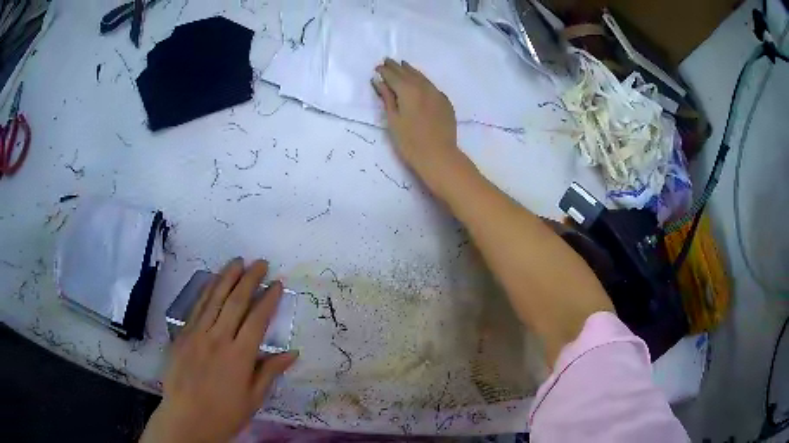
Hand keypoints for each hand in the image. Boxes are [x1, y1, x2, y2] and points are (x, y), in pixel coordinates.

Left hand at [140, 258, 297, 442]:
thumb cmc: (225, 413)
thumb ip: (270, 372)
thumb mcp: (253, 399)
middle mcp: (218, 339)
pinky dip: (206, 291)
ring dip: (227, 277)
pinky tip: (212, 280)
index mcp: (239, 357)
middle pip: (235, 302)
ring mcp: (197, 334)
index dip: (268, 299)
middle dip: (250, 279)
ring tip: (238, 261)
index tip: (277, 284)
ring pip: (214, 299)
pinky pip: (196, 308)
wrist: (186, 418)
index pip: (257, 320)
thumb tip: (292, 353)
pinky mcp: (182, 335)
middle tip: (261, 263)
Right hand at [373, 58, 464, 194]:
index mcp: (408, 90)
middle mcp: (424, 87)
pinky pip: (431, 86)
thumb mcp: (393, 119)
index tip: (377, 68)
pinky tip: (420, 81)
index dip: (384, 71)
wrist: (439, 155)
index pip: (393, 76)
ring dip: (411, 70)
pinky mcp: (445, 102)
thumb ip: (387, 98)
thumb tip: (379, 81)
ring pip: (422, 77)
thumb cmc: (410, 141)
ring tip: (403, 65)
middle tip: (387, 61)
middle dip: (396, 67)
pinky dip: (422, 80)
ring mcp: (437, 94)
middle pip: (408, 73)